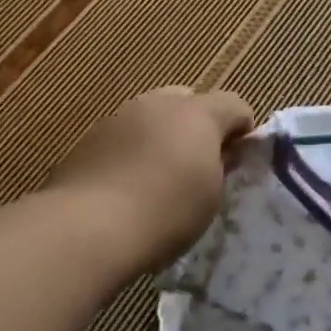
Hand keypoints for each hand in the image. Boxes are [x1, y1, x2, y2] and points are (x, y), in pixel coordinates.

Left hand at [46, 86, 255, 274]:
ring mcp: (120, 116)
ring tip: (159, 178)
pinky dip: (133, 152)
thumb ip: (222, 166)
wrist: (87, 228)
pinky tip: (128, 186)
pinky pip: (124, 137)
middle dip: (199, 127)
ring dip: (162, 137)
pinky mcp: (90, 138)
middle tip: (199, 166)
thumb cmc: (166, 211)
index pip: (235, 105)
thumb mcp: (212, 196)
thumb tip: (223, 153)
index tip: (239, 162)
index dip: (243, 130)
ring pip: (152, 117)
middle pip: (190, 102)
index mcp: (198, 112)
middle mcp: (159, 103)